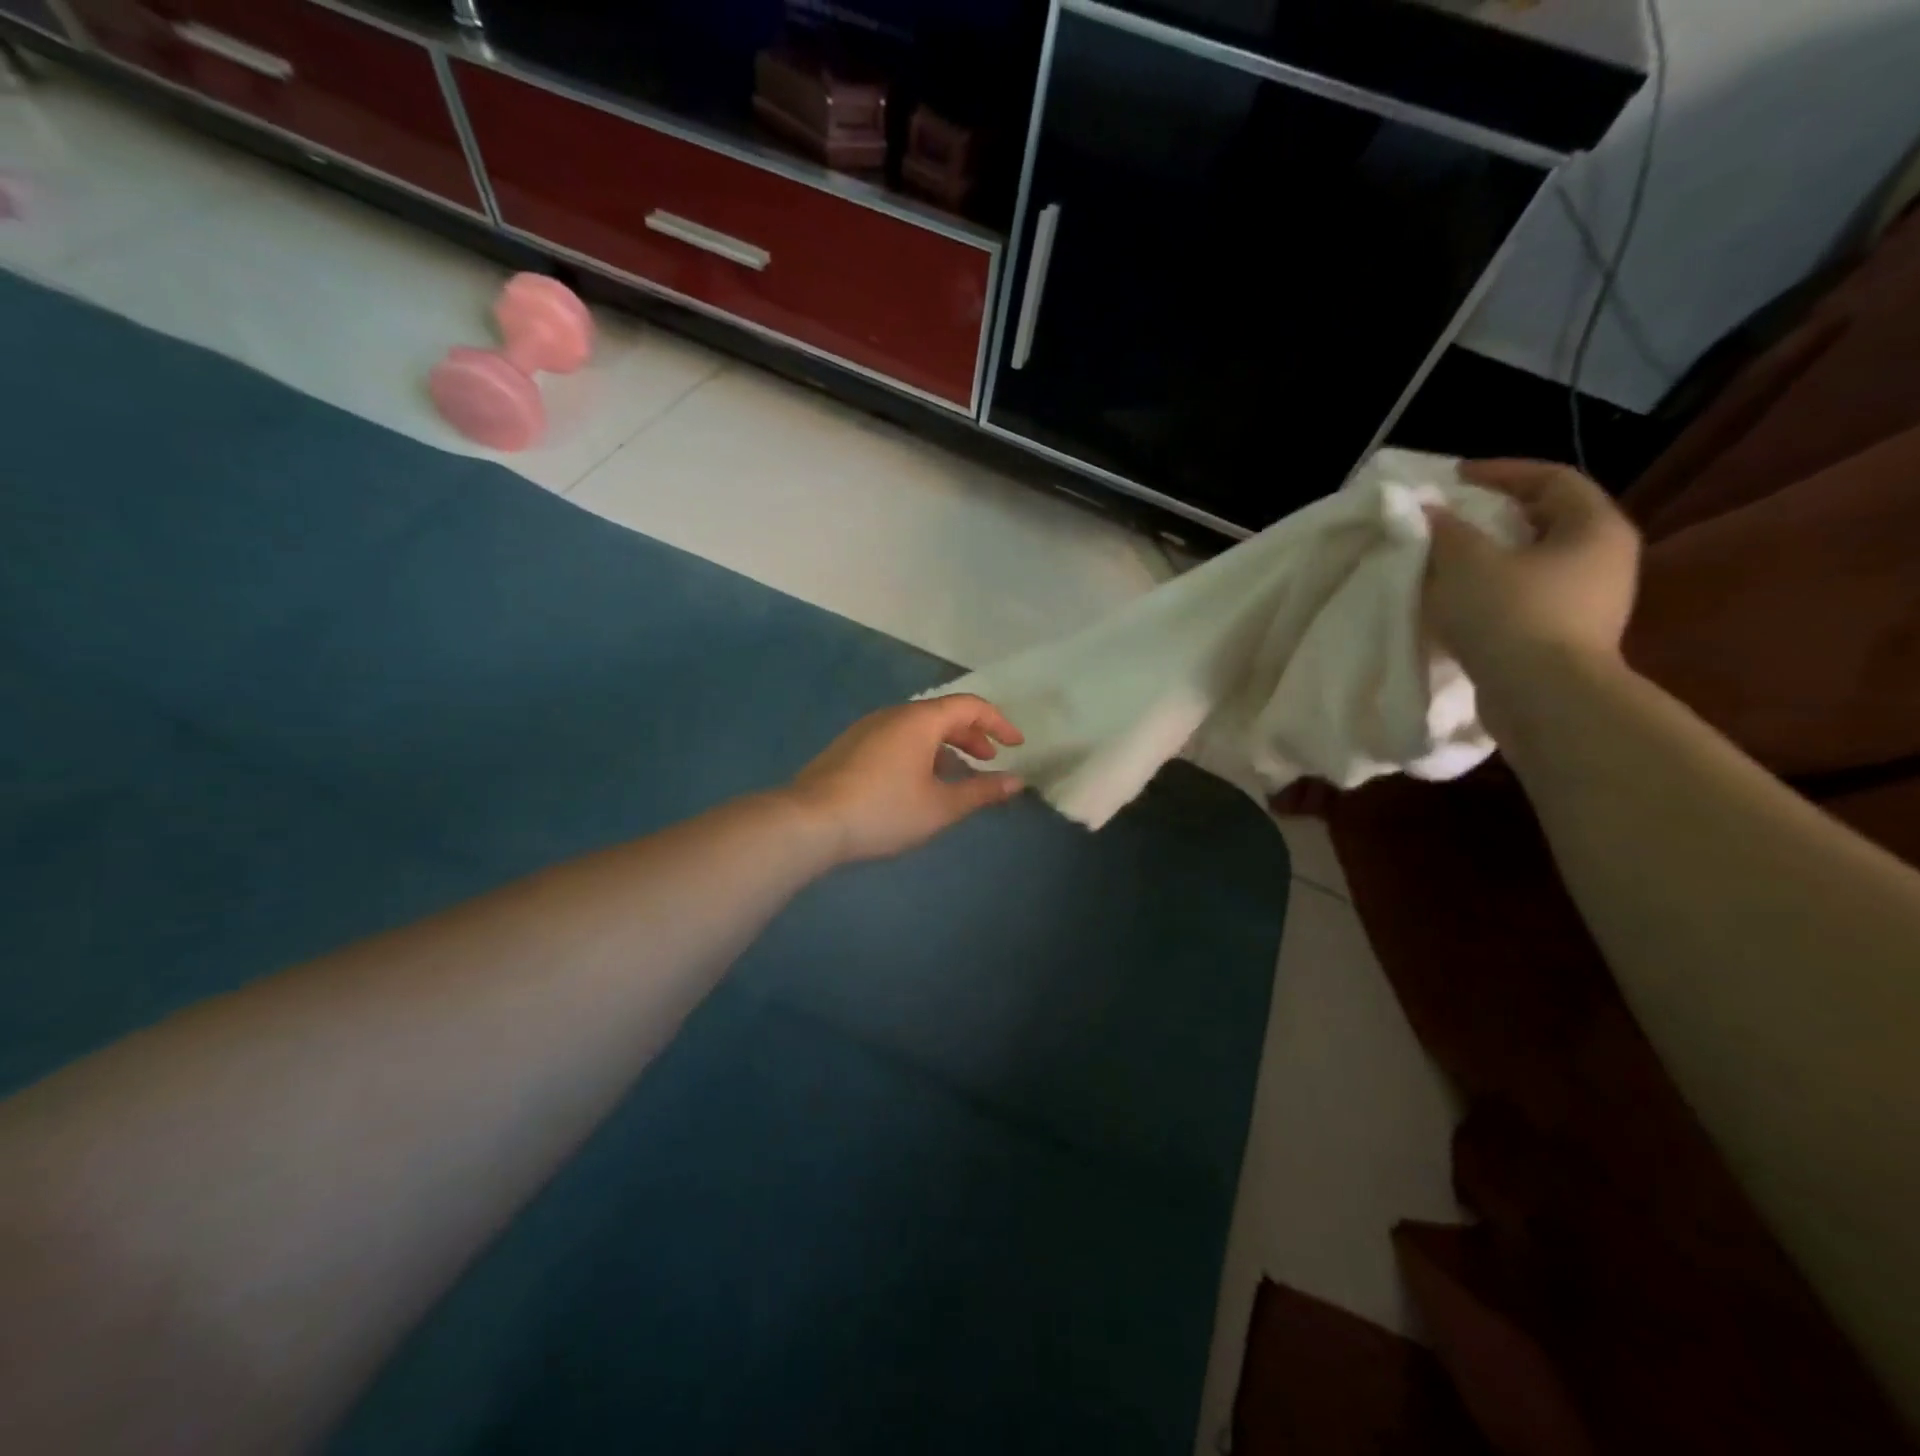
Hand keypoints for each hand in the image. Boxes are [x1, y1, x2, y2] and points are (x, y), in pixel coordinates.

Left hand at [785, 696, 1025, 863]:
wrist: (810, 821)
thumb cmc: (884, 810)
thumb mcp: (940, 806)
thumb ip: (981, 791)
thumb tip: (1015, 782)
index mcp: (920, 719)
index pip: (969, 705)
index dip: (998, 722)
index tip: (1016, 745)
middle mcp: (894, 714)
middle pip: (943, 714)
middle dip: (972, 735)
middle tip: (989, 761)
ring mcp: (868, 728)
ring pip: (918, 727)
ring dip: (945, 746)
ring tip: (957, 776)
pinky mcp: (850, 746)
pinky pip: (897, 738)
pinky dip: (920, 751)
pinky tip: (918, 782)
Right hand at [1425, 459, 1642, 676]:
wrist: (1544, 699)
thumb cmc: (1511, 615)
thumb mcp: (1466, 562)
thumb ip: (1446, 529)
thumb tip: (1428, 510)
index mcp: (1594, 527)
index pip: (1550, 478)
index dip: (1499, 472)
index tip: (1452, 478)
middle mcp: (1604, 558)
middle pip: (1545, 520)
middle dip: (1493, 516)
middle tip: (1448, 518)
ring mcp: (1590, 602)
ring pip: (1533, 563)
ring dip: (1489, 558)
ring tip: (1445, 562)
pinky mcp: (1567, 637)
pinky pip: (1526, 598)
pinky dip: (1491, 591)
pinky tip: (1457, 602)